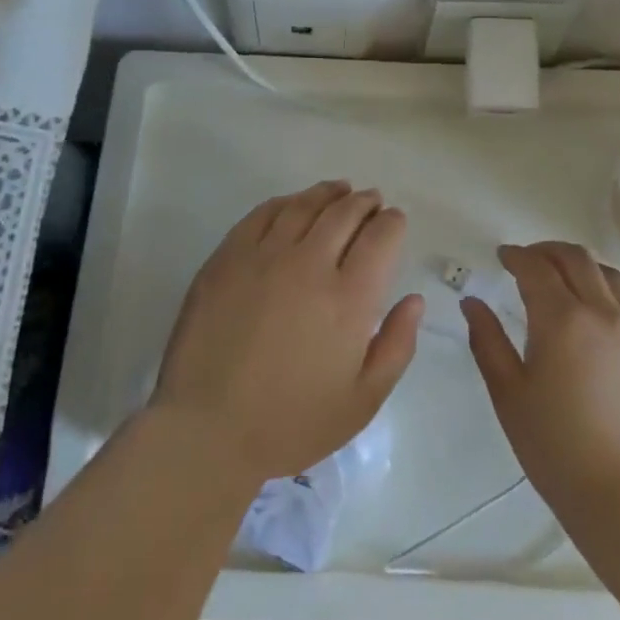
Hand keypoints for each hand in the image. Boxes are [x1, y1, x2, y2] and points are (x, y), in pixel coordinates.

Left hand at [151, 181, 424, 483]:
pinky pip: (262, 214)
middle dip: (364, 202)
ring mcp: (264, 256)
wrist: (206, 429)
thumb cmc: (291, 423)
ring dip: (328, 193)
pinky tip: (292, 204)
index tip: (394, 221)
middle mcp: (309, 265)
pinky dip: (285, 202)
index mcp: (349, 299)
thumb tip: (413, 300)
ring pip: (304, 206)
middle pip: (344, 213)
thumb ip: (396, 346)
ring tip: (339, 190)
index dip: (392, 223)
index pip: (380, 237)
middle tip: (371, 200)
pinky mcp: (227, 257)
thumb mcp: (362, 401)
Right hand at [463, 242, 619, 516]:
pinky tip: (598, 329)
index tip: (503, 257)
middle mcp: (606, 314)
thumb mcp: (508, 393)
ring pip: (613, 278)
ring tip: (567, 284)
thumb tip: (472, 303)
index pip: (536, 267)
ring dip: (584, 270)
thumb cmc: (555, 447)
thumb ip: (487, 340)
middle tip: (530, 261)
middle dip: (549, 251)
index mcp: (563, 319)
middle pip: (578, 259)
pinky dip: (610, 302)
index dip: (516, 255)